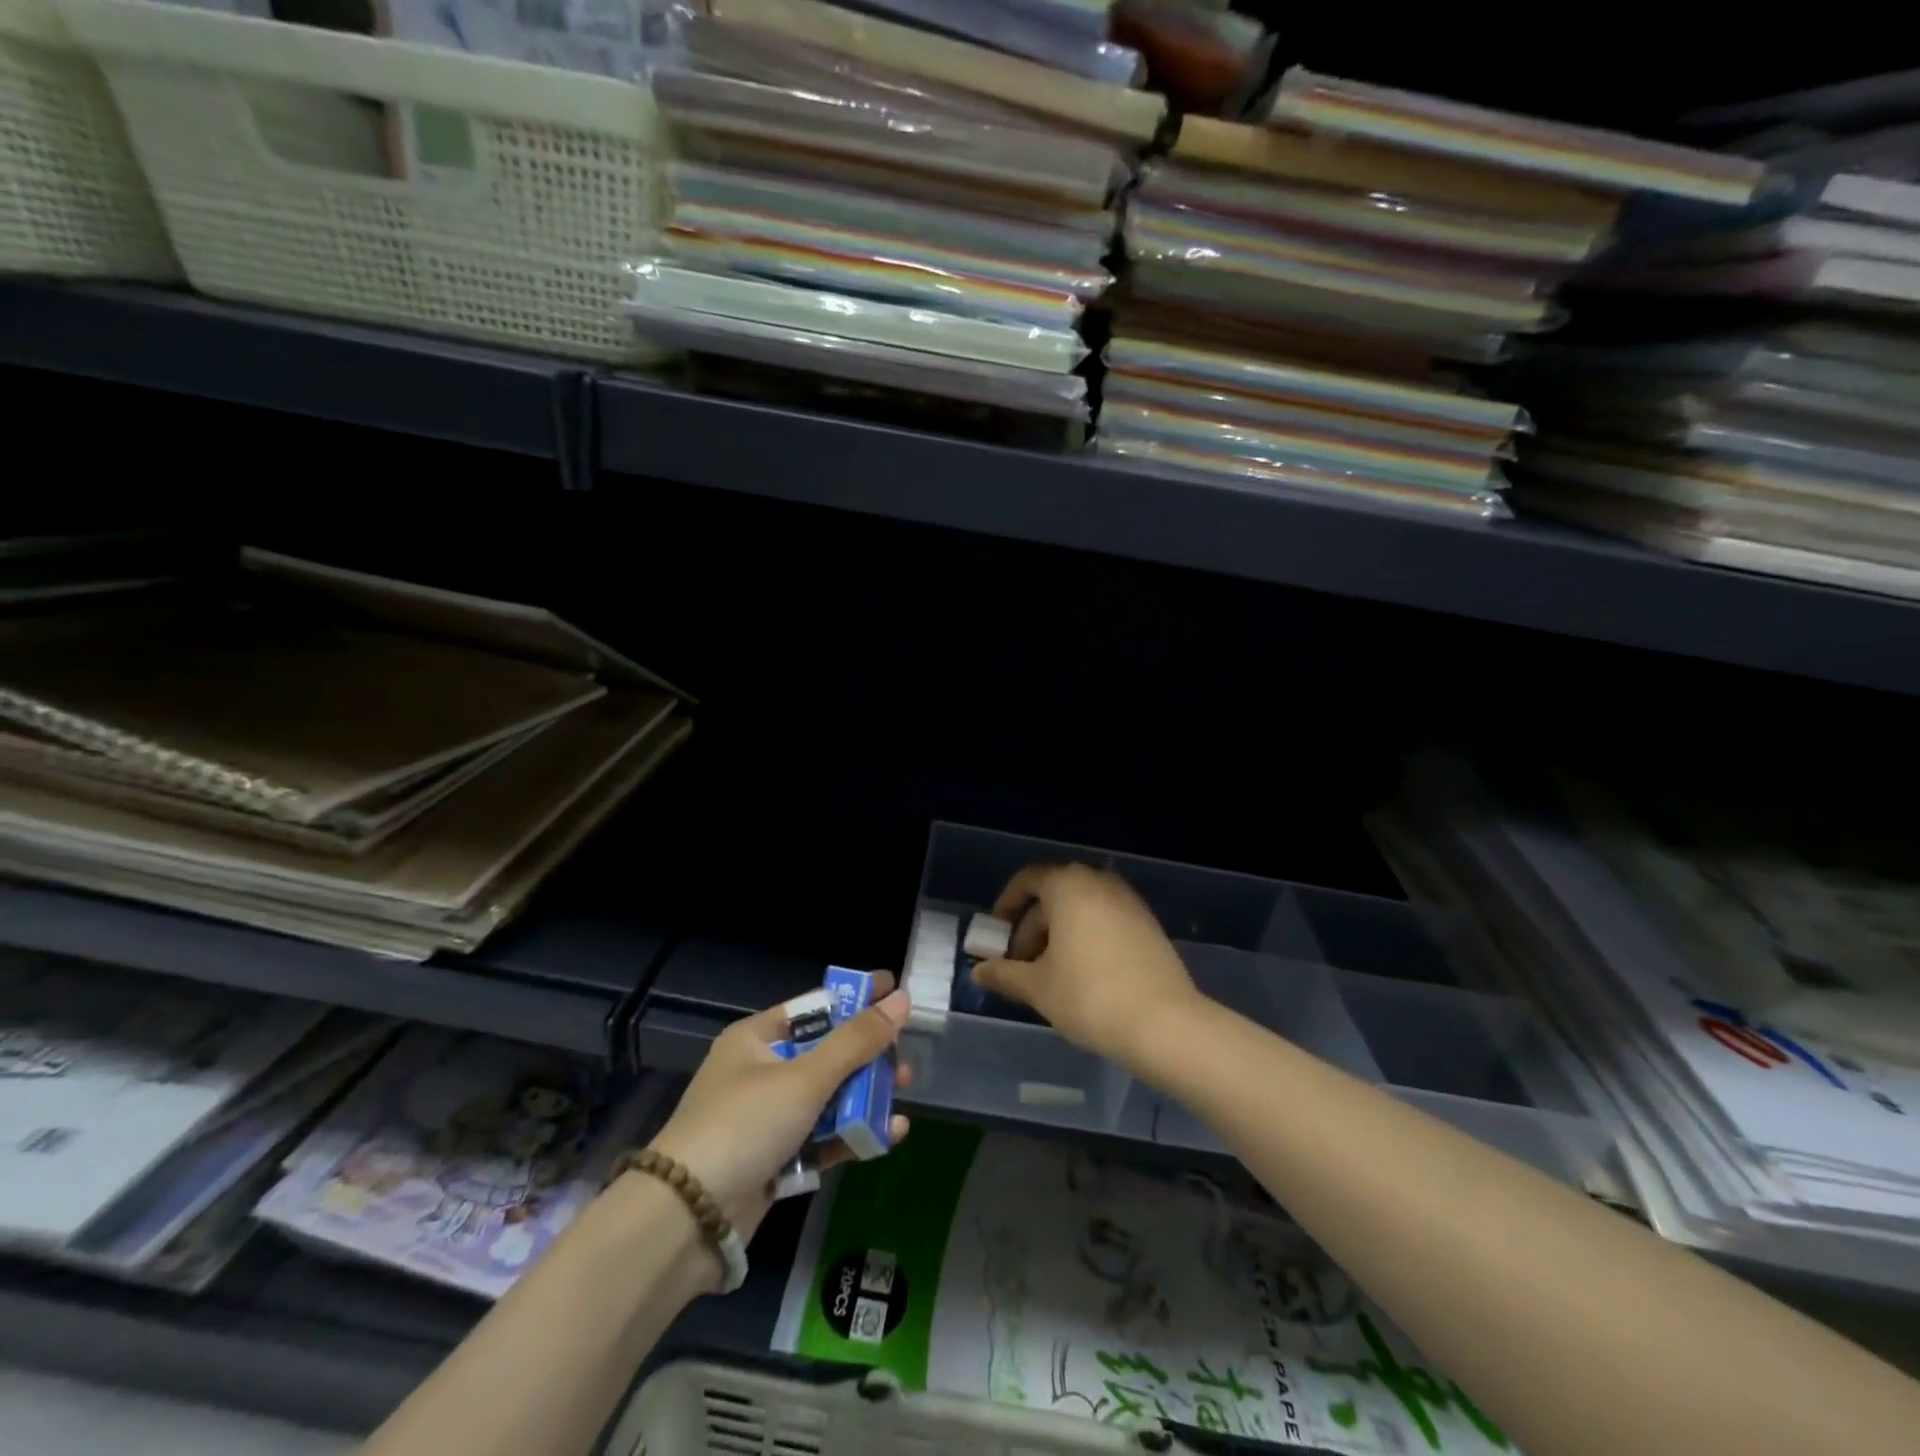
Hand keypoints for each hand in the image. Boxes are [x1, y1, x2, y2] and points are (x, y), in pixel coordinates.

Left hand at [647, 979, 912, 1248]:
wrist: (686, 1220)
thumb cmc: (744, 1125)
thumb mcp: (805, 1077)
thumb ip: (856, 1041)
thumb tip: (901, 999)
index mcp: (757, 1038)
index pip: (815, 1007)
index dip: (855, 999)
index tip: (895, 991)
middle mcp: (761, 1071)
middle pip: (826, 1053)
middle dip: (867, 1055)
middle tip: (904, 1058)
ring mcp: (768, 1118)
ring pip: (828, 1097)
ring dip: (865, 1096)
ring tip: (903, 1094)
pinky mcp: (775, 1160)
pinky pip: (823, 1137)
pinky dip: (853, 1134)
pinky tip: (890, 1134)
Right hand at [972, 863, 1200, 1069]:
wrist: (1165, 1024)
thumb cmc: (1089, 996)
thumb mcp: (1037, 986)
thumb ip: (1004, 974)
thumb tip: (979, 972)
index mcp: (1069, 885)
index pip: (1027, 880)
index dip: (1005, 907)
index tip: (995, 938)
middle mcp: (1100, 882)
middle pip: (1054, 896)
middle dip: (1030, 929)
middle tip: (1018, 967)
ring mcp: (1129, 902)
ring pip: (1081, 910)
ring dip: (1058, 936)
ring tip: (1048, 977)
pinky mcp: (1148, 925)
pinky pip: (1105, 922)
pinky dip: (1086, 940)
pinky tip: (1082, 977)